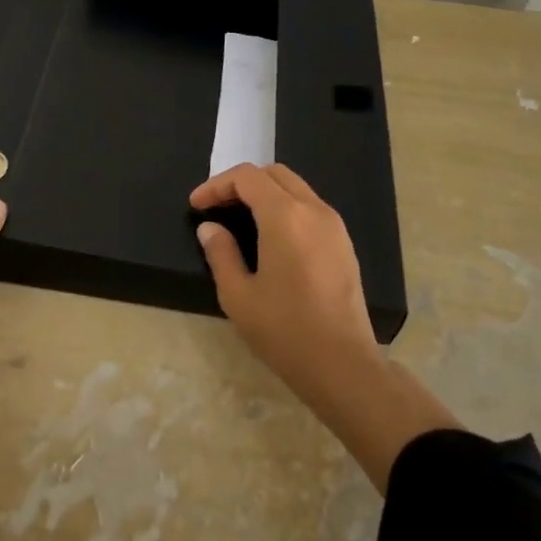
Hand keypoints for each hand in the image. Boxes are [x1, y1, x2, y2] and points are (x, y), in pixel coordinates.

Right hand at [190, 163, 379, 395]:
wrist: (343, 365)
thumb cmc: (285, 330)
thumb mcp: (238, 295)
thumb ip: (221, 253)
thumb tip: (211, 228)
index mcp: (285, 216)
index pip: (247, 178)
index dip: (216, 185)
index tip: (196, 205)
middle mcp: (314, 210)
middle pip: (274, 174)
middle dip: (241, 184)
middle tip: (217, 207)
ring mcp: (334, 226)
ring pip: (295, 188)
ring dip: (265, 194)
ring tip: (240, 219)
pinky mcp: (344, 244)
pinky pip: (310, 208)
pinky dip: (285, 208)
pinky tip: (270, 237)